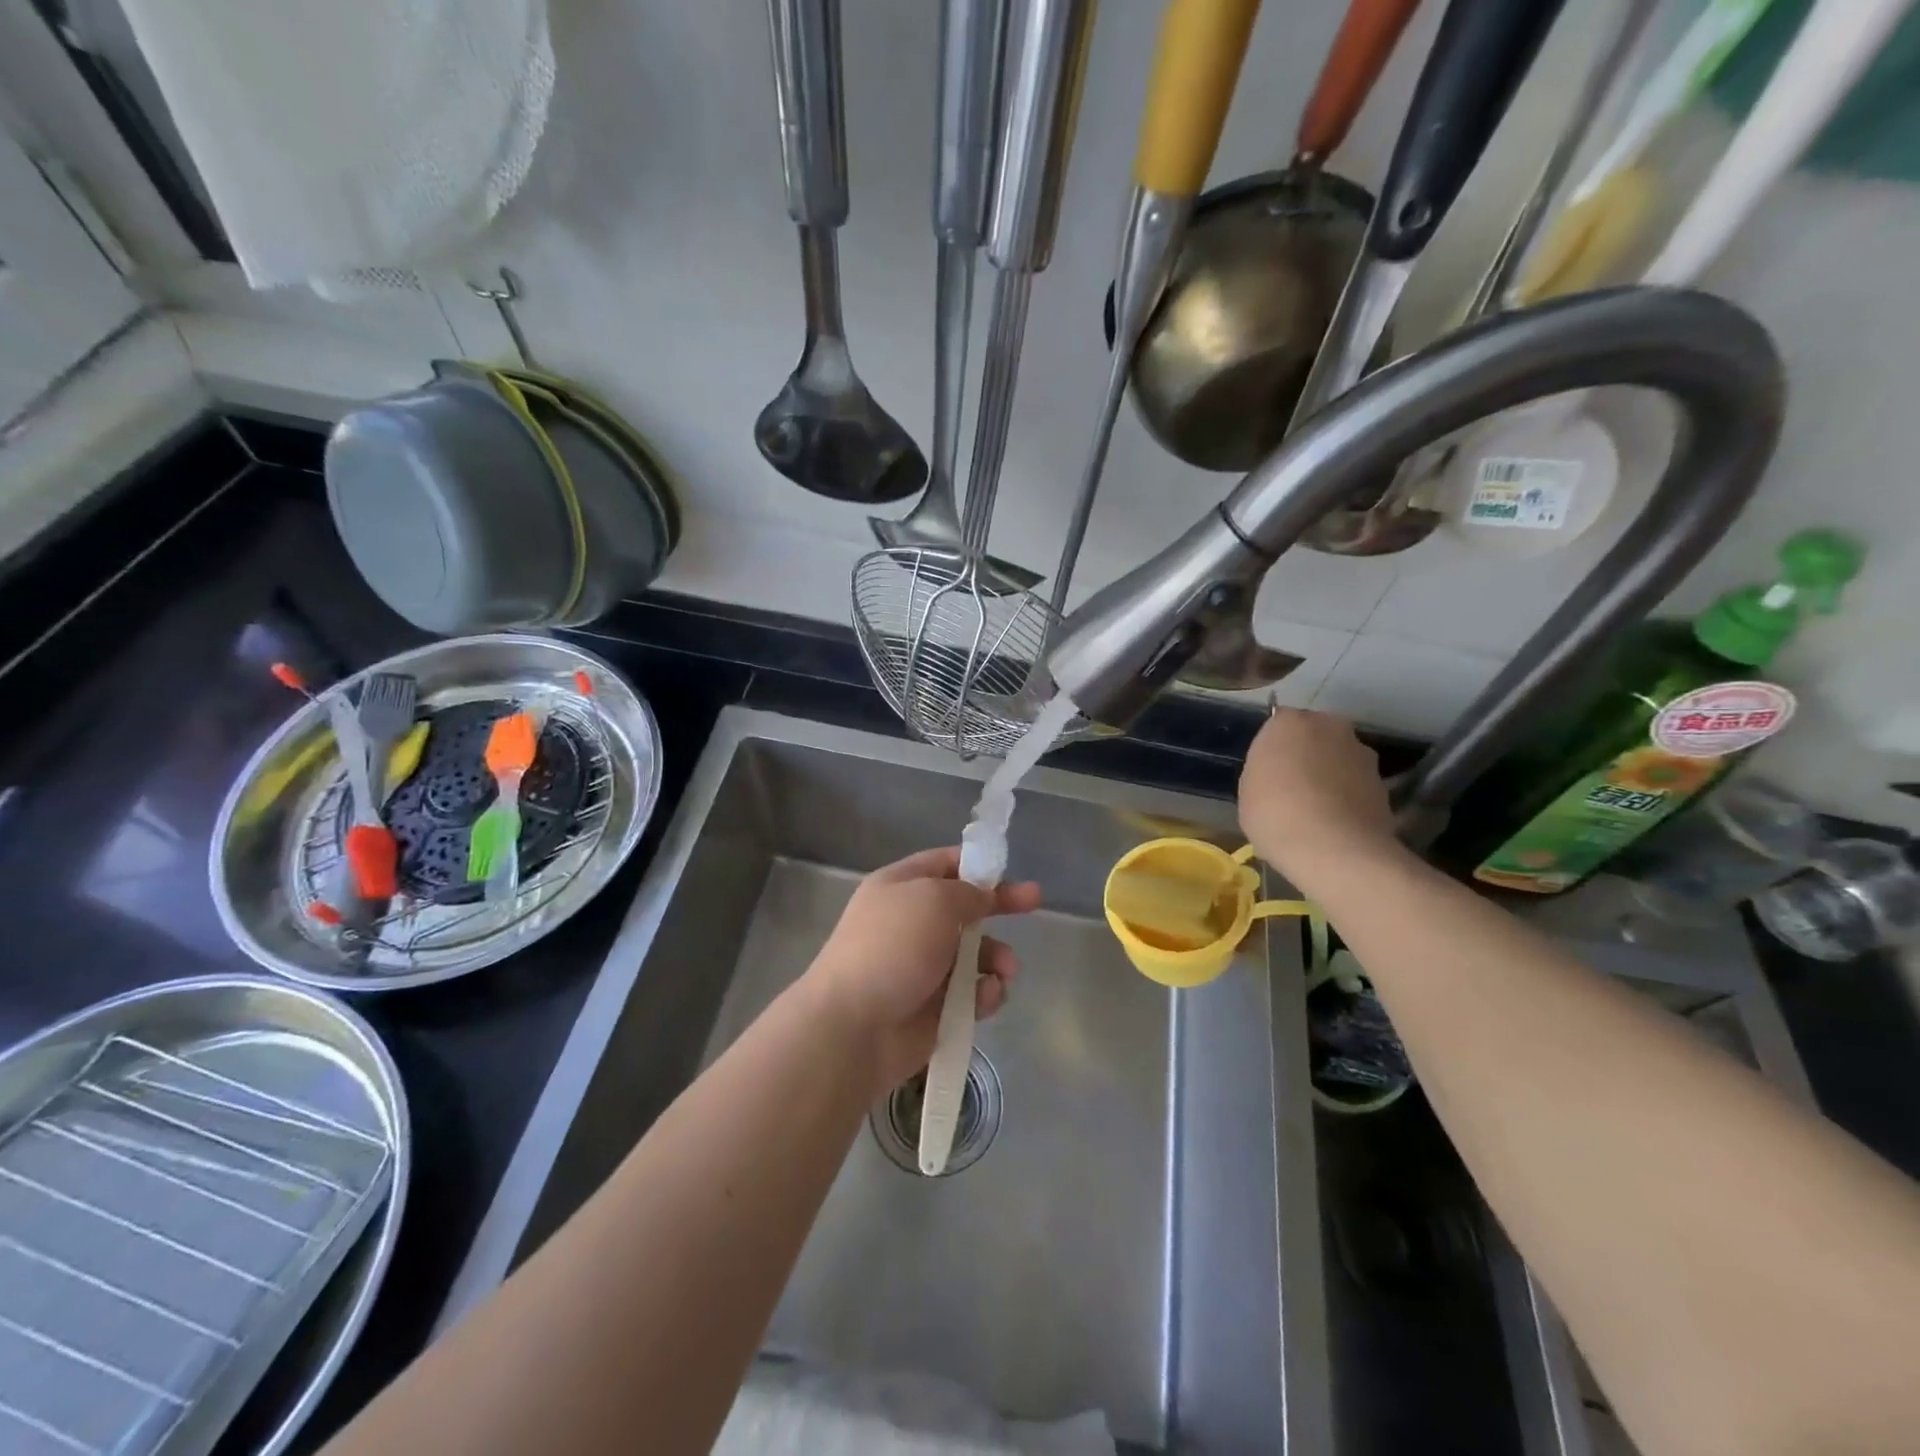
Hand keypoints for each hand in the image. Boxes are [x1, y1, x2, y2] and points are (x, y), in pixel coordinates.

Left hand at [803, 847, 1041, 1094]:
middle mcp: (911, 922)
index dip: (977, 864)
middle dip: (1000, 906)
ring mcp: (922, 967)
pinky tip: (986, 997)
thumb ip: (968, 893)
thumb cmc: (893, 947)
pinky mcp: (934, 1008)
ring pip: (974, 953)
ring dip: (997, 957)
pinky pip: (971, 993)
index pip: (943, 863)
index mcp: (900, 887)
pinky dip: (985, 993)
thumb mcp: (934, 899)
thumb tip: (981, 898)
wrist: (853, 1026)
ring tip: (1006, 970)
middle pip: (965, 908)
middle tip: (1035, 904)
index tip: (1009, 869)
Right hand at [1239, 709, 1401, 890]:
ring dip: (1331, 775)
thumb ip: (1266, 771)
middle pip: (1315, 736)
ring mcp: (1362, 754)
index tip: (1269, 771)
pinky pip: (1357, 785)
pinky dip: (1349, 798)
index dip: (1274, 749)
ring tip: (1317, 810)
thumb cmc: (1275, 814)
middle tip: (1293, 786)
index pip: (1279, 724)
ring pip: (1340, 759)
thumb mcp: (1248, 791)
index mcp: (1289, 723)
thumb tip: (1280, 772)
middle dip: (1307, 754)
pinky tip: (1336, 824)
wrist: (1335, 849)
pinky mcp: (1384, 783)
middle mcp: (1330, 727)